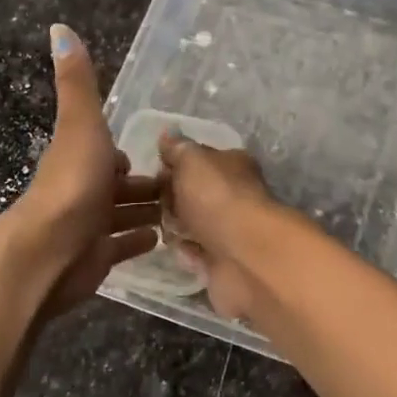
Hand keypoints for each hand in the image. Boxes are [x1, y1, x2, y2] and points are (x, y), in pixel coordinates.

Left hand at [3, 25, 160, 317]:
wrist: (50, 249)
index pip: (108, 154)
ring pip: (122, 215)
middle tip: (181, 186)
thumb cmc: (73, 183)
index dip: (127, 154)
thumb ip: (78, 83)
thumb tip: (59, 27)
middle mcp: (83, 190)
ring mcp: (89, 226)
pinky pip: (123, 246)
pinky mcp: (97, 257)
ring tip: (180, 211)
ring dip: (145, 210)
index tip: (157, 155)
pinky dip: (139, 240)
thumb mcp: (81, 124)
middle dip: (144, 184)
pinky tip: (160, 239)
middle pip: (118, 185)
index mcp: (80, 158)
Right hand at [157, 130, 277, 322]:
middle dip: (172, 199)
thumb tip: (168, 135)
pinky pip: (197, 254)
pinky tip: (179, 250)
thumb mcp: (192, 160)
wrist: (243, 254)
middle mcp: (235, 196)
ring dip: (177, 227)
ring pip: (195, 225)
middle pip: (195, 194)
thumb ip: (178, 149)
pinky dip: (187, 253)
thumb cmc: (216, 197)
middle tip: (152, 203)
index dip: (175, 166)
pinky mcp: (224, 262)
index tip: (154, 175)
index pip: (200, 161)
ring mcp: (231, 230)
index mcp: (233, 166)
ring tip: (162, 228)